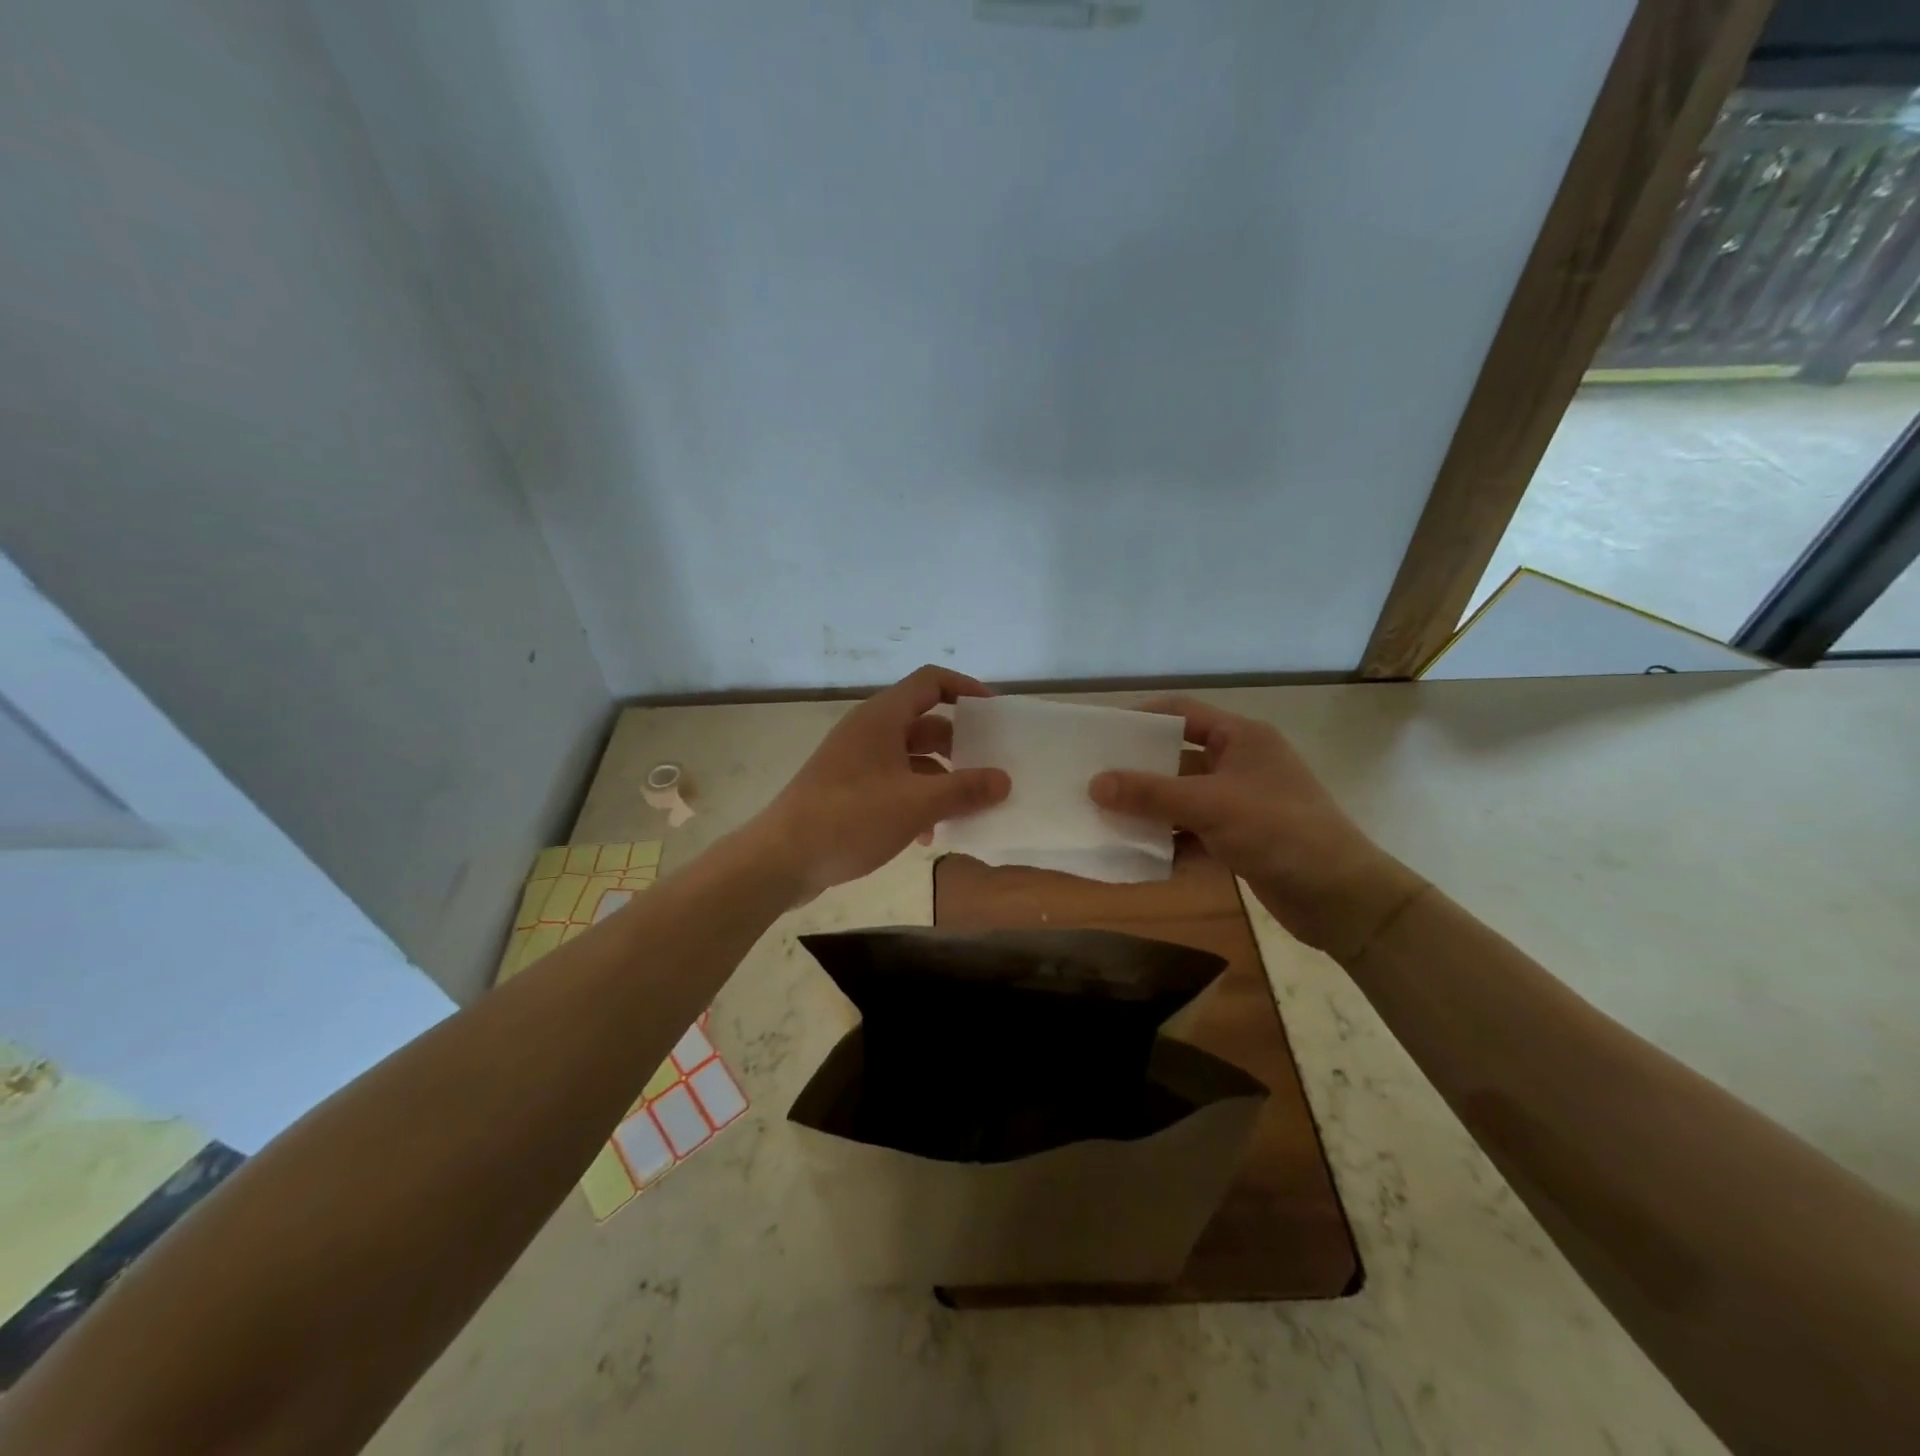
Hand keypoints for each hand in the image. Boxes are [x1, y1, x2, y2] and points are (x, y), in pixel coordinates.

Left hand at [753, 666, 1011, 901]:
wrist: (781, 859)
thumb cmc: (851, 818)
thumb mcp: (917, 804)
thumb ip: (965, 790)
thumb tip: (1004, 780)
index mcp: (882, 718)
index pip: (931, 681)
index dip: (966, 689)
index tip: (994, 714)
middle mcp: (869, 731)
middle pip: (925, 724)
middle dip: (959, 746)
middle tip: (989, 769)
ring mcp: (855, 761)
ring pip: (911, 759)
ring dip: (940, 780)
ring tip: (966, 809)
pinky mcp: (847, 790)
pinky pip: (893, 784)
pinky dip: (916, 801)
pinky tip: (927, 836)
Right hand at [1088, 697, 1423, 958]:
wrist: (1341, 897)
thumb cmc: (1279, 831)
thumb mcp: (1210, 805)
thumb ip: (1151, 793)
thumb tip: (1094, 783)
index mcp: (1241, 738)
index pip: (1182, 712)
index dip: (1142, 718)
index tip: (1102, 734)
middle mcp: (1240, 763)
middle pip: (1177, 758)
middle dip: (1138, 771)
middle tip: (1093, 779)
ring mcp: (1241, 803)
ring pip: (1183, 798)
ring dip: (1150, 810)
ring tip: (1104, 817)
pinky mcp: (1240, 838)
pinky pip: (1193, 831)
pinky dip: (1169, 841)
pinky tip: (1138, 854)